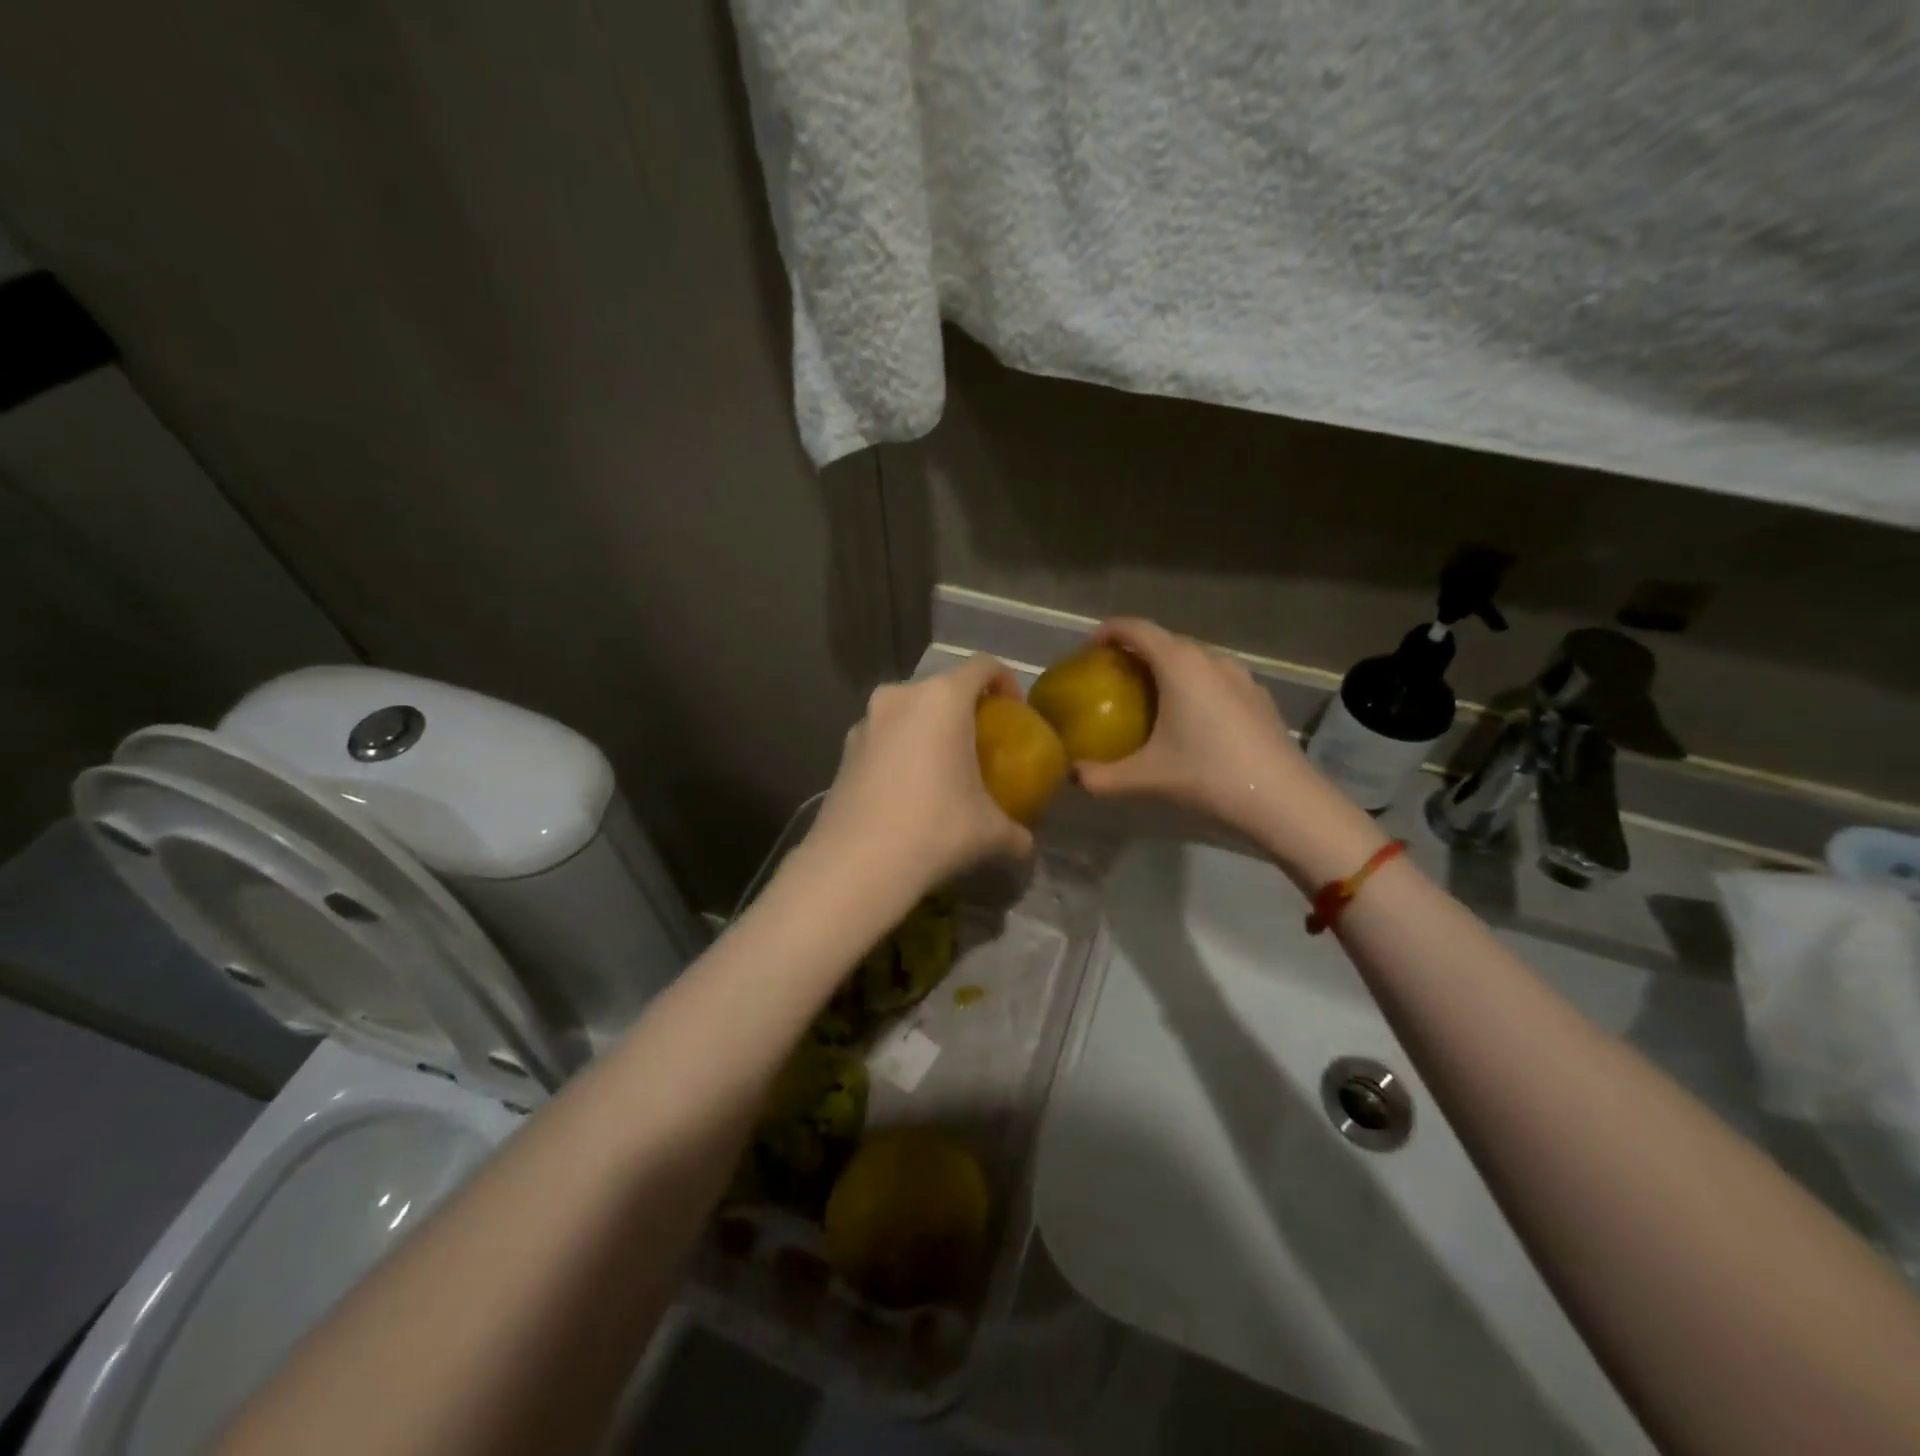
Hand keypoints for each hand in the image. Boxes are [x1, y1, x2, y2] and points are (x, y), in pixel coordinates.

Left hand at [802, 656, 1032, 907]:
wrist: (857, 863)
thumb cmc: (936, 829)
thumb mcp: (989, 832)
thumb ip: (1015, 832)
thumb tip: (1025, 844)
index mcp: (942, 698)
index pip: (982, 666)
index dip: (1005, 681)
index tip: (1014, 713)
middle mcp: (900, 697)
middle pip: (942, 688)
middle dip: (963, 710)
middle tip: (979, 745)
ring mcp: (865, 721)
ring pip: (908, 712)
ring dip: (927, 730)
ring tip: (940, 769)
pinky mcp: (843, 749)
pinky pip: (883, 737)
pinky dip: (900, 750)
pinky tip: (906, 790)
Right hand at [1074, 619, 1383, 883]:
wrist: (1284, 800)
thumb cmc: (1208, 776)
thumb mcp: (1146, 778)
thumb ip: (1101, 777)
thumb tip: (1071, 776)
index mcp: (1179, 665)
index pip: (1136, 629)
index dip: (1108, 632)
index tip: (1088, 649)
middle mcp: (1211, 659)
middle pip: (1166, 640)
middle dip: (1136, 650)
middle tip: (1113, 677)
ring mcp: (1240, 676)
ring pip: (1195, 658)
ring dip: (1168, 667)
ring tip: (1151, 696)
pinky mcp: (1258, 697)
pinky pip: (1216, 677)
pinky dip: (1195, 684)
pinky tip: (1192, 719)